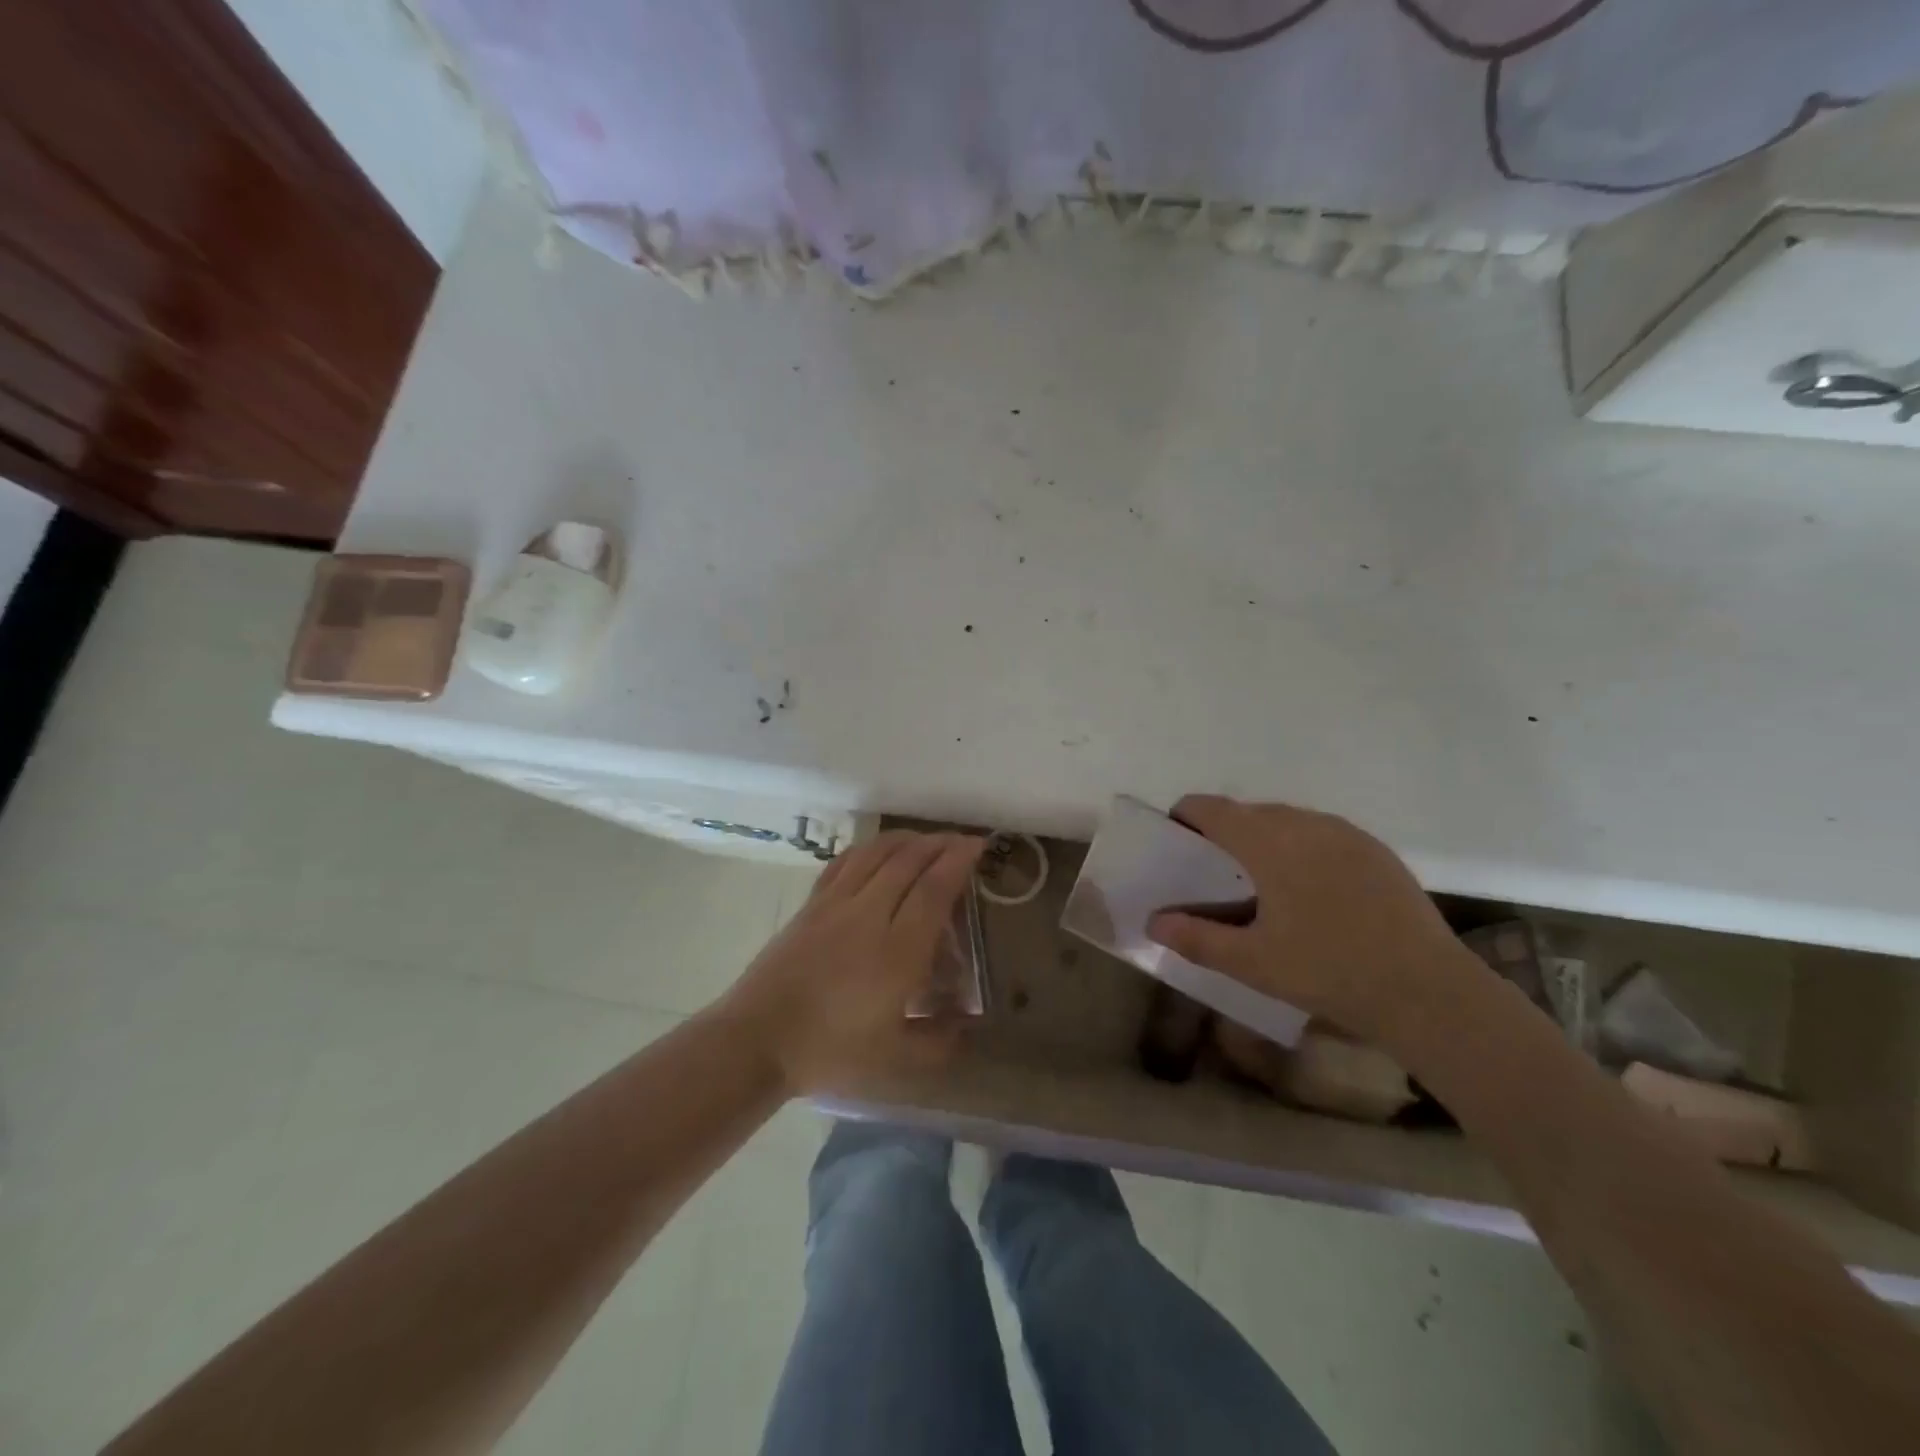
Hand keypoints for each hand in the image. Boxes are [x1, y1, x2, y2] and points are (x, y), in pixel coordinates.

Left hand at [721, 830, 984, 1094]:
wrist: (757, 1040)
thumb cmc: (830, 1051)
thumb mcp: (895, 1060)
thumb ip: (939, 1042)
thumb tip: (969, 1023)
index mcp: (898, 951)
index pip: (934, 890)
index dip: (959, 861)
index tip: (978, 846)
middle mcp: (869, 915)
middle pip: (909, 861)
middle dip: (940, 843)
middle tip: (961, 840)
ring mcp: (835, 904)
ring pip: (877, 854)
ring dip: (907, 839)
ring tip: (926, 840)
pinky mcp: (811, 904)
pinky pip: (845, 862)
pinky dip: (869, 848)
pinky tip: (878, 850)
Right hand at [1146, 796, 1475, 1056]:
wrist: (1427, 991)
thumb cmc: (1329, 972)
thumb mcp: (1252, 962)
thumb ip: (1196, 938)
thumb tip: (1154, 922)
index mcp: (1271, 843)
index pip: (1214, 809)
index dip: (1187, 814)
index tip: (1175, 835)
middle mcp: (1307, 825)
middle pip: (1250, 812)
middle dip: (1224, 830)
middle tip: (1214, 868)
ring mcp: (1347, 835)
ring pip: (1289, 820)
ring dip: (1264, 836)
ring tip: (1260, 879)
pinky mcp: (1376, 851)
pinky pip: (1323, 833)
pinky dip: (1301, 847)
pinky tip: (1310, 890)